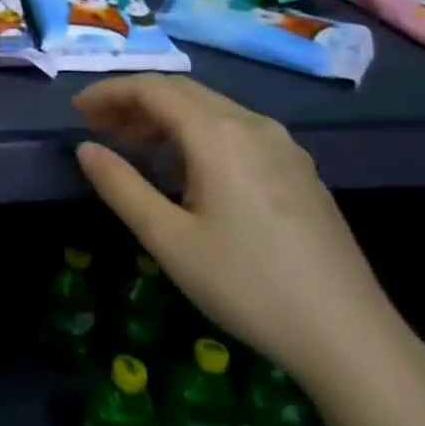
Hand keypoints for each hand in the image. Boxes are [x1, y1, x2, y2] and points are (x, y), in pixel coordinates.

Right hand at [74, 76, 409, 393]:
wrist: (348, 336)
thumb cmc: (246, 284)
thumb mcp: (167, 239)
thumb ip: (120, 186)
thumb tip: (85, 149)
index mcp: (218, 134)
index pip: (153, 89)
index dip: (110, 92)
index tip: (76, 110)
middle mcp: (253, 125)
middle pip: (182, 92)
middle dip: (133, 101)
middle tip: (95, 125)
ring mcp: (283, 146)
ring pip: (211, 110)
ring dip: (164, 117)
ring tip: (130, 145)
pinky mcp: (298, 170)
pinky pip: (235, 131)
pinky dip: (195, 133)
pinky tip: (184, 168)